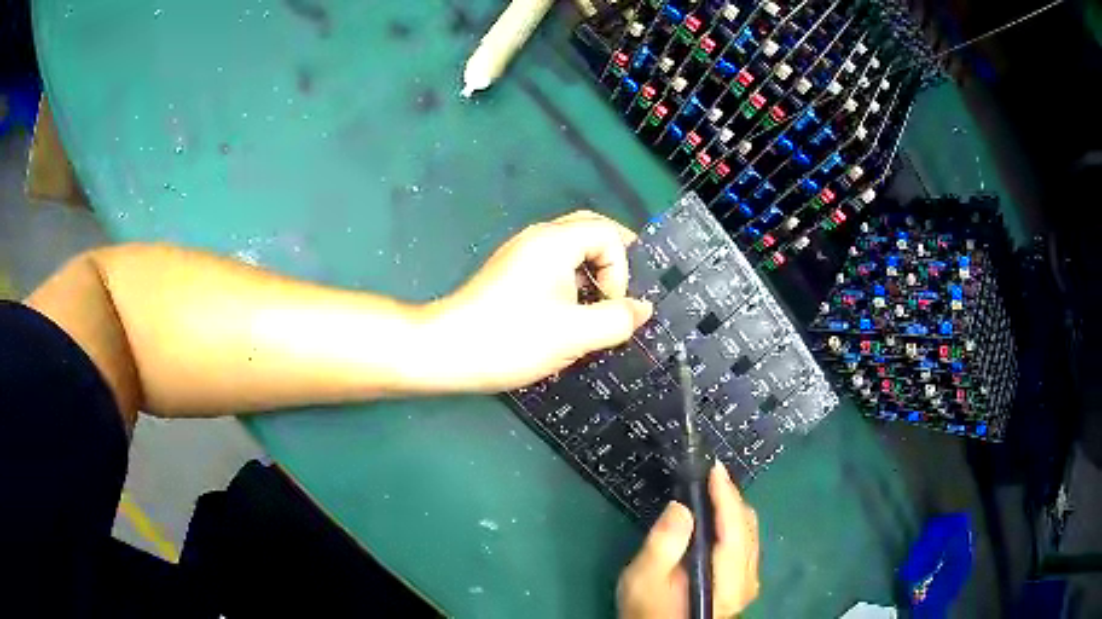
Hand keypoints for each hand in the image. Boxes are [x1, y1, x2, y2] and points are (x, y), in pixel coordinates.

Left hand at [421, 211, 652, 392]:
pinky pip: (552, 265)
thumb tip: (642, 309)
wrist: (446, 351)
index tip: (611, 306)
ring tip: (600, 306)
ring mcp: (519, 255)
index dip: (621, 268)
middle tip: (625, 291)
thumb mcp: (576, 335)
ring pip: (570, 249)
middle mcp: (537, 238)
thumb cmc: (512, 339)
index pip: (608, 234)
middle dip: (614, 259)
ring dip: (592, 271)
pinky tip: (570, 313)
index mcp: (554, 241)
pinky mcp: (509, 274)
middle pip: (589, 230)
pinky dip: (571, 281)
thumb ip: (617, 320)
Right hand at [617, 464, 759, 618]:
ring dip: (732, 510)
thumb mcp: (644, 580)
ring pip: (751, 534)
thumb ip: (663, 544)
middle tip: (707, 478)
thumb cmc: (648, 611)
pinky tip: (715, 520)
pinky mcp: (743, 584)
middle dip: (730, 498)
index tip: (715, 468)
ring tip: (711, 492)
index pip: (734, 527)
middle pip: (748, 527)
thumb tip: (681, 506)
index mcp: (726, 580)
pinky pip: (746, 544)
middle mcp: (746, 579)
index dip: (726, 495)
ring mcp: (748, 582)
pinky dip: (733, 525)